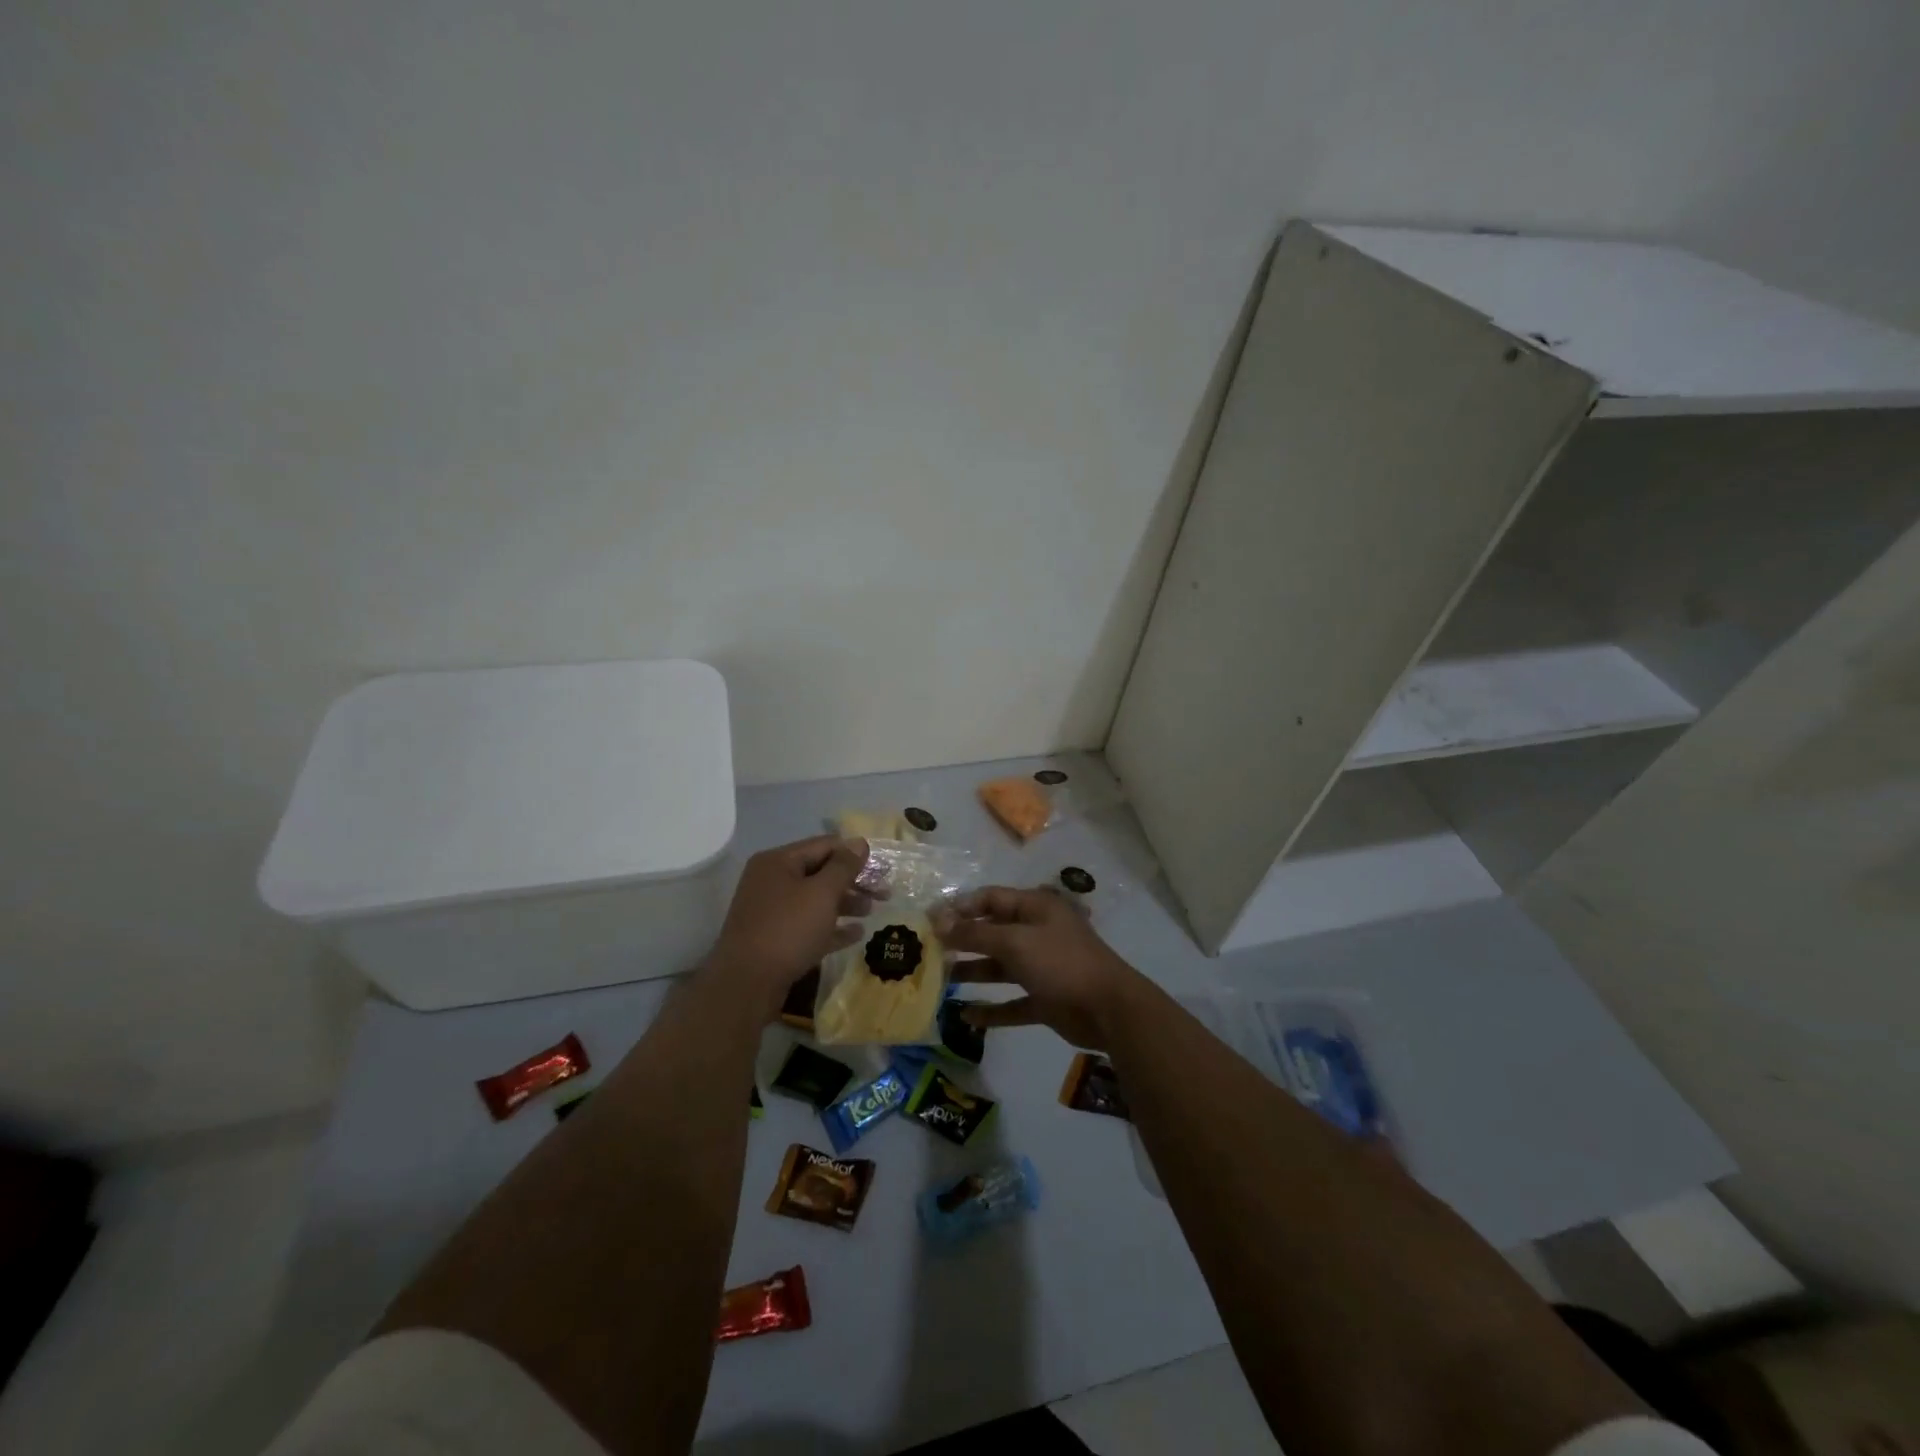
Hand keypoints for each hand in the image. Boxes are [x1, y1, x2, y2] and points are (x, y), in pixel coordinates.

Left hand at [705, 836, 869, 1019]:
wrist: (746, 985)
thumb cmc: (787, 930)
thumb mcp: (822, 893)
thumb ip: (843, 866)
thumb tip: (859, 842)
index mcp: (778, 862)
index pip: (824, 846)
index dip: (854, 854)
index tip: (882, 868)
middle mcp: (771, 881)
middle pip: (820, 872)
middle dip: (853, 881)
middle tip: (883, 894)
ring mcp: (771, 911)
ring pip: (815, 900)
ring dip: (845, 903)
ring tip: (870, 912)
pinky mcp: (774, 938)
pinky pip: (808, 925)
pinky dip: (831, 927)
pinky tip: (856, 935)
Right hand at [935, 886, 1145, 1048]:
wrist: (1109, 1009)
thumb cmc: (1060, 963)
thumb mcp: (1015, 942)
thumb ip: (976, 934)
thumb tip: (940, 922)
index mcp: (1035, 908)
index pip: (990, 899)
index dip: (960, 908)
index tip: (928, 921)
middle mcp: (1038, 932)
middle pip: (993, 932)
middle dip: (962, 940)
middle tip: (928, 952)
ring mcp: (1042, 967)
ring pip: (1000, 967)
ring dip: (973, 972)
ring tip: (939, 981)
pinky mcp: (1046, 999)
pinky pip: (1012, 1002)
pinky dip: (991, 1009)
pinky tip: (965, 1016)